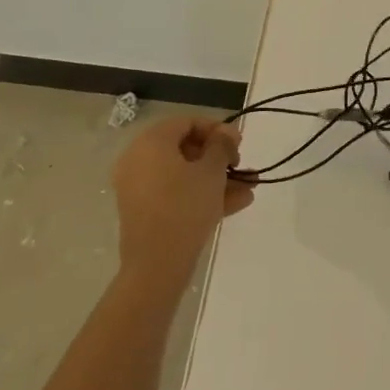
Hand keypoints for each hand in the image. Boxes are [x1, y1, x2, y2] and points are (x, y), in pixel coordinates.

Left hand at [112, 117, 254, 288]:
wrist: (156, 266)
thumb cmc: (185, 207)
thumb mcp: (211, 172)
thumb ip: (222, 146)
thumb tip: (227, 131)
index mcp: (151, 142)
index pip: (187, 123)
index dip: (217, 130)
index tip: (239, 145)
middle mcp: (139, 159)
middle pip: (185, 149)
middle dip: (219, 158)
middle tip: (241, 166)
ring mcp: (139, 187)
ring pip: (183, 175)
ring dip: (216, 179)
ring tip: (250, 187)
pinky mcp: (144, 212)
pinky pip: (175, 194)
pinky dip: (200, 195)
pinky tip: (236, 203)